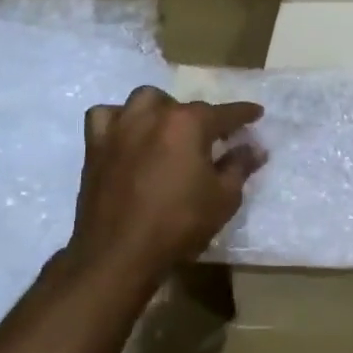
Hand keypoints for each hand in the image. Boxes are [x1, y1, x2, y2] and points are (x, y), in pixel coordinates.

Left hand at [64, 87, 265, 280]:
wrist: (120, 252)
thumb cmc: (180, 223)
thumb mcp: (224, 198)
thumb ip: (240, 166)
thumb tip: (255, 148)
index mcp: (189, 124)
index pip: (225, 113)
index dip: (244, 113)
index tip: (256, 113)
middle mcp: (153, 115)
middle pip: (184, 106)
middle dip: (202, 118)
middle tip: (212, 139)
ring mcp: (120, 128)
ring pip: (144, 100)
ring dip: (161, 109)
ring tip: (169, 129)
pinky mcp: (95, 145)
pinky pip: (106, 116)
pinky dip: (119, 119)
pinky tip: (127, 135)